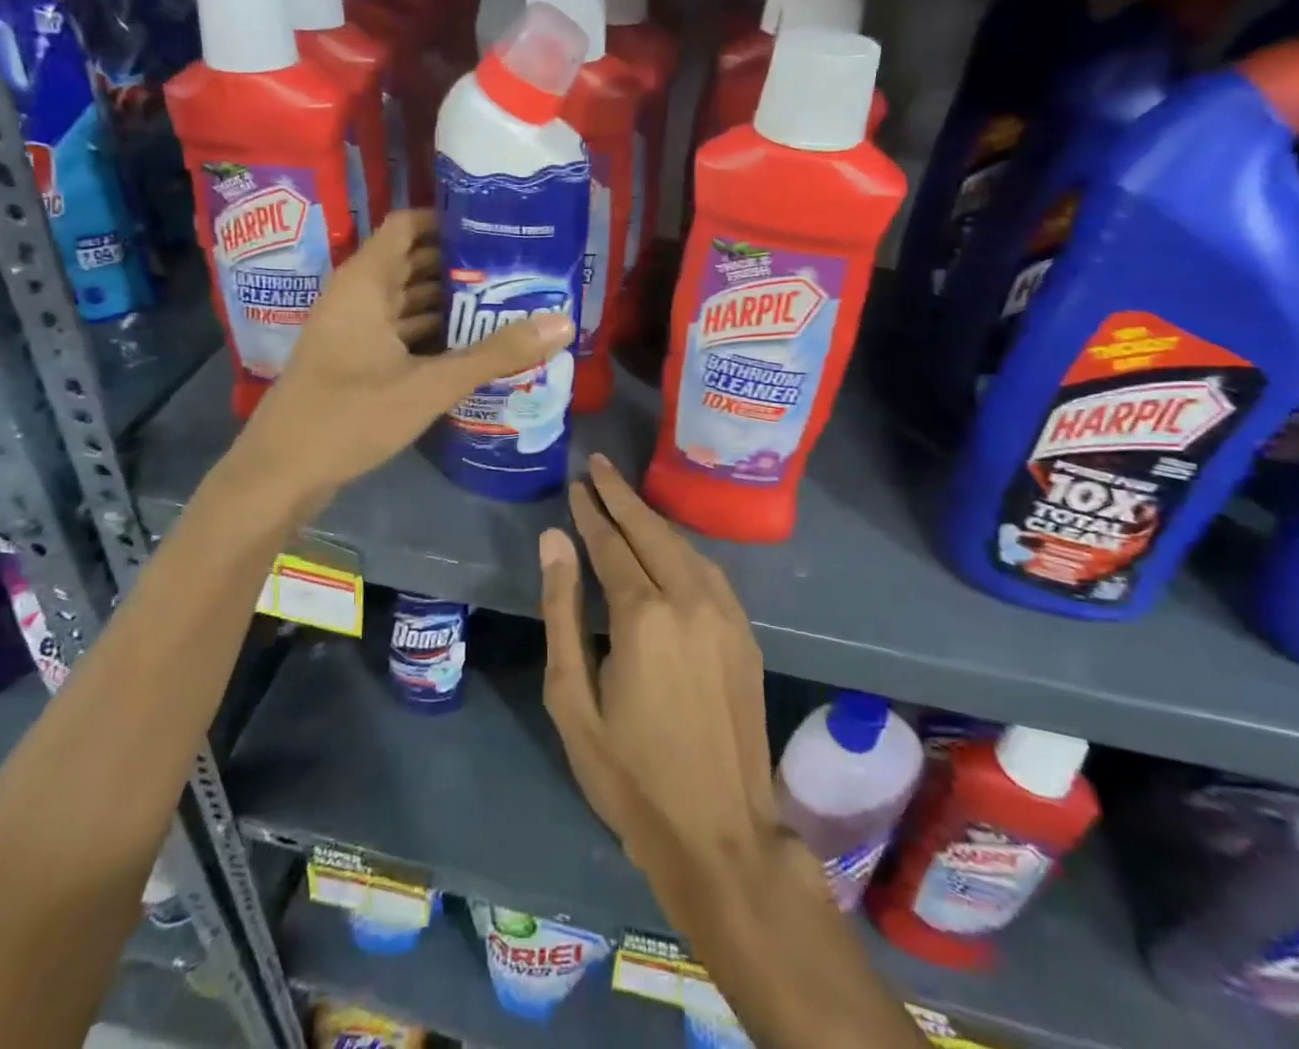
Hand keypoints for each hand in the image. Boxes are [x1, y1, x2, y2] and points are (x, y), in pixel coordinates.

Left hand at [236, 209, 573, 502]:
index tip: (497, 226)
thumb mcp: (429, 385)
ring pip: (408, 300)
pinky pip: (400, 332)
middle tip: (517, 267)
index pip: (408, 225)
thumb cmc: (349, 416)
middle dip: (461, 264)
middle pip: (413, 262)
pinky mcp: (355, 360)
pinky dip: (432, 333)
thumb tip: (562, 323)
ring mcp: (353, 330)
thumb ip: (495, 354)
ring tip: (506, 302)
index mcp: (366, 282)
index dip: (449, 219)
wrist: (280, 473)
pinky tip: (470, 346)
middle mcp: (357, 296)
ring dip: (450, 301)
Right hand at [539, 456, 782, 898]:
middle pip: (651, 531)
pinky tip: (667, 545)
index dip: (590, 512)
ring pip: (684, 546)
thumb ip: (562, 611)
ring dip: (652, 518)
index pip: (611, 544)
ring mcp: (725, 614)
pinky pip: (708, 571)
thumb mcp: (572, 699)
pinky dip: (681, 547)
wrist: (721, 834)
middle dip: (621, 495)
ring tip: (625, 496)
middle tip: (600, 465)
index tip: (576, 484)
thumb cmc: (629, 774)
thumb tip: (554, 541)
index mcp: (643, 615)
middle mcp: (689, 599)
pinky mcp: (744, 634)